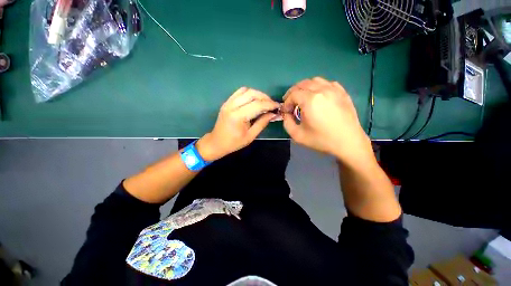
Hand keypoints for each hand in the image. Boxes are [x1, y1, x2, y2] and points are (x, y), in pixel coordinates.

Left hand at [196, 87, 279, 160]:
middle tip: (272, 104)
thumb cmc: (234, 143)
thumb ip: (262, 123)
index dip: (270, 104)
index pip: (257, 105)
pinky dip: (249, 94)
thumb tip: (273, 114)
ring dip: (257, 94)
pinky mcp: (227, 102)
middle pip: (252, 93)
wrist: (217, 142)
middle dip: (265, 97)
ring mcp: (228, 102)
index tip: (278, 106)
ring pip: (246, 90)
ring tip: (264, 102)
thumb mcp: (250, 136)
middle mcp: (232, 106)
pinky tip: (254, 101)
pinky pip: (239, 92)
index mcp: (238, 116)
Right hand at [282, 77, 373, 164]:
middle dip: (293, 93)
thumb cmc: (321, 140)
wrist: (348, 143)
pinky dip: (318, 87)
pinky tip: (318, 96)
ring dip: (305, 88)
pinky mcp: (342, 92)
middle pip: (302, 84)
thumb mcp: (297, 135)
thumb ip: (287, 123)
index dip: (286, 102)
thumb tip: (286, 114)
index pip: (293, 94)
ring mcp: (334, 90)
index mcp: (310, 100)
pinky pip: (327, 83)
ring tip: (302, 98)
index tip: (286, 111)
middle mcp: (322, 90)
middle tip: (290, 103)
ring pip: (315, 81)